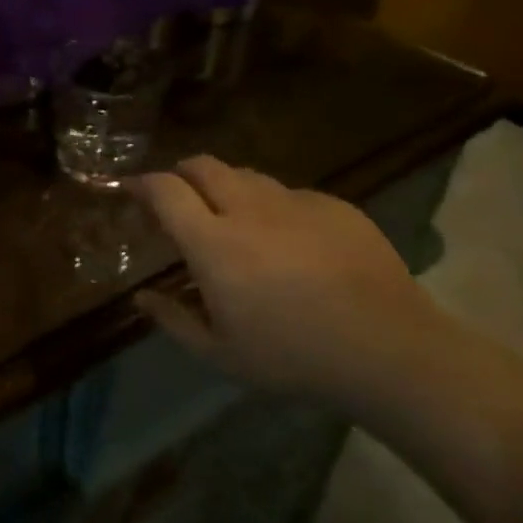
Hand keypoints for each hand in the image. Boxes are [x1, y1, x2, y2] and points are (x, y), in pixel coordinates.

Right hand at [129, 155, 447, 407]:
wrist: (392, 352)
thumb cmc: (295, 358)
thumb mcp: (221, 355)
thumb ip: (174, 320)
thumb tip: (141, 298)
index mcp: (214, 244)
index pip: (165, 190)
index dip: (141, 184)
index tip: (131, 190)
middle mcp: (248, 210)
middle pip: (202, 165)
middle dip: (181, 173)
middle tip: (179, 198)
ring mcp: (295, 203)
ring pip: (246, 175)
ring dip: (227, 187)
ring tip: (233, 218)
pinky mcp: (335, 206)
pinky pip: (290, 193)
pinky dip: (274, 206)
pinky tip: (289, 240)